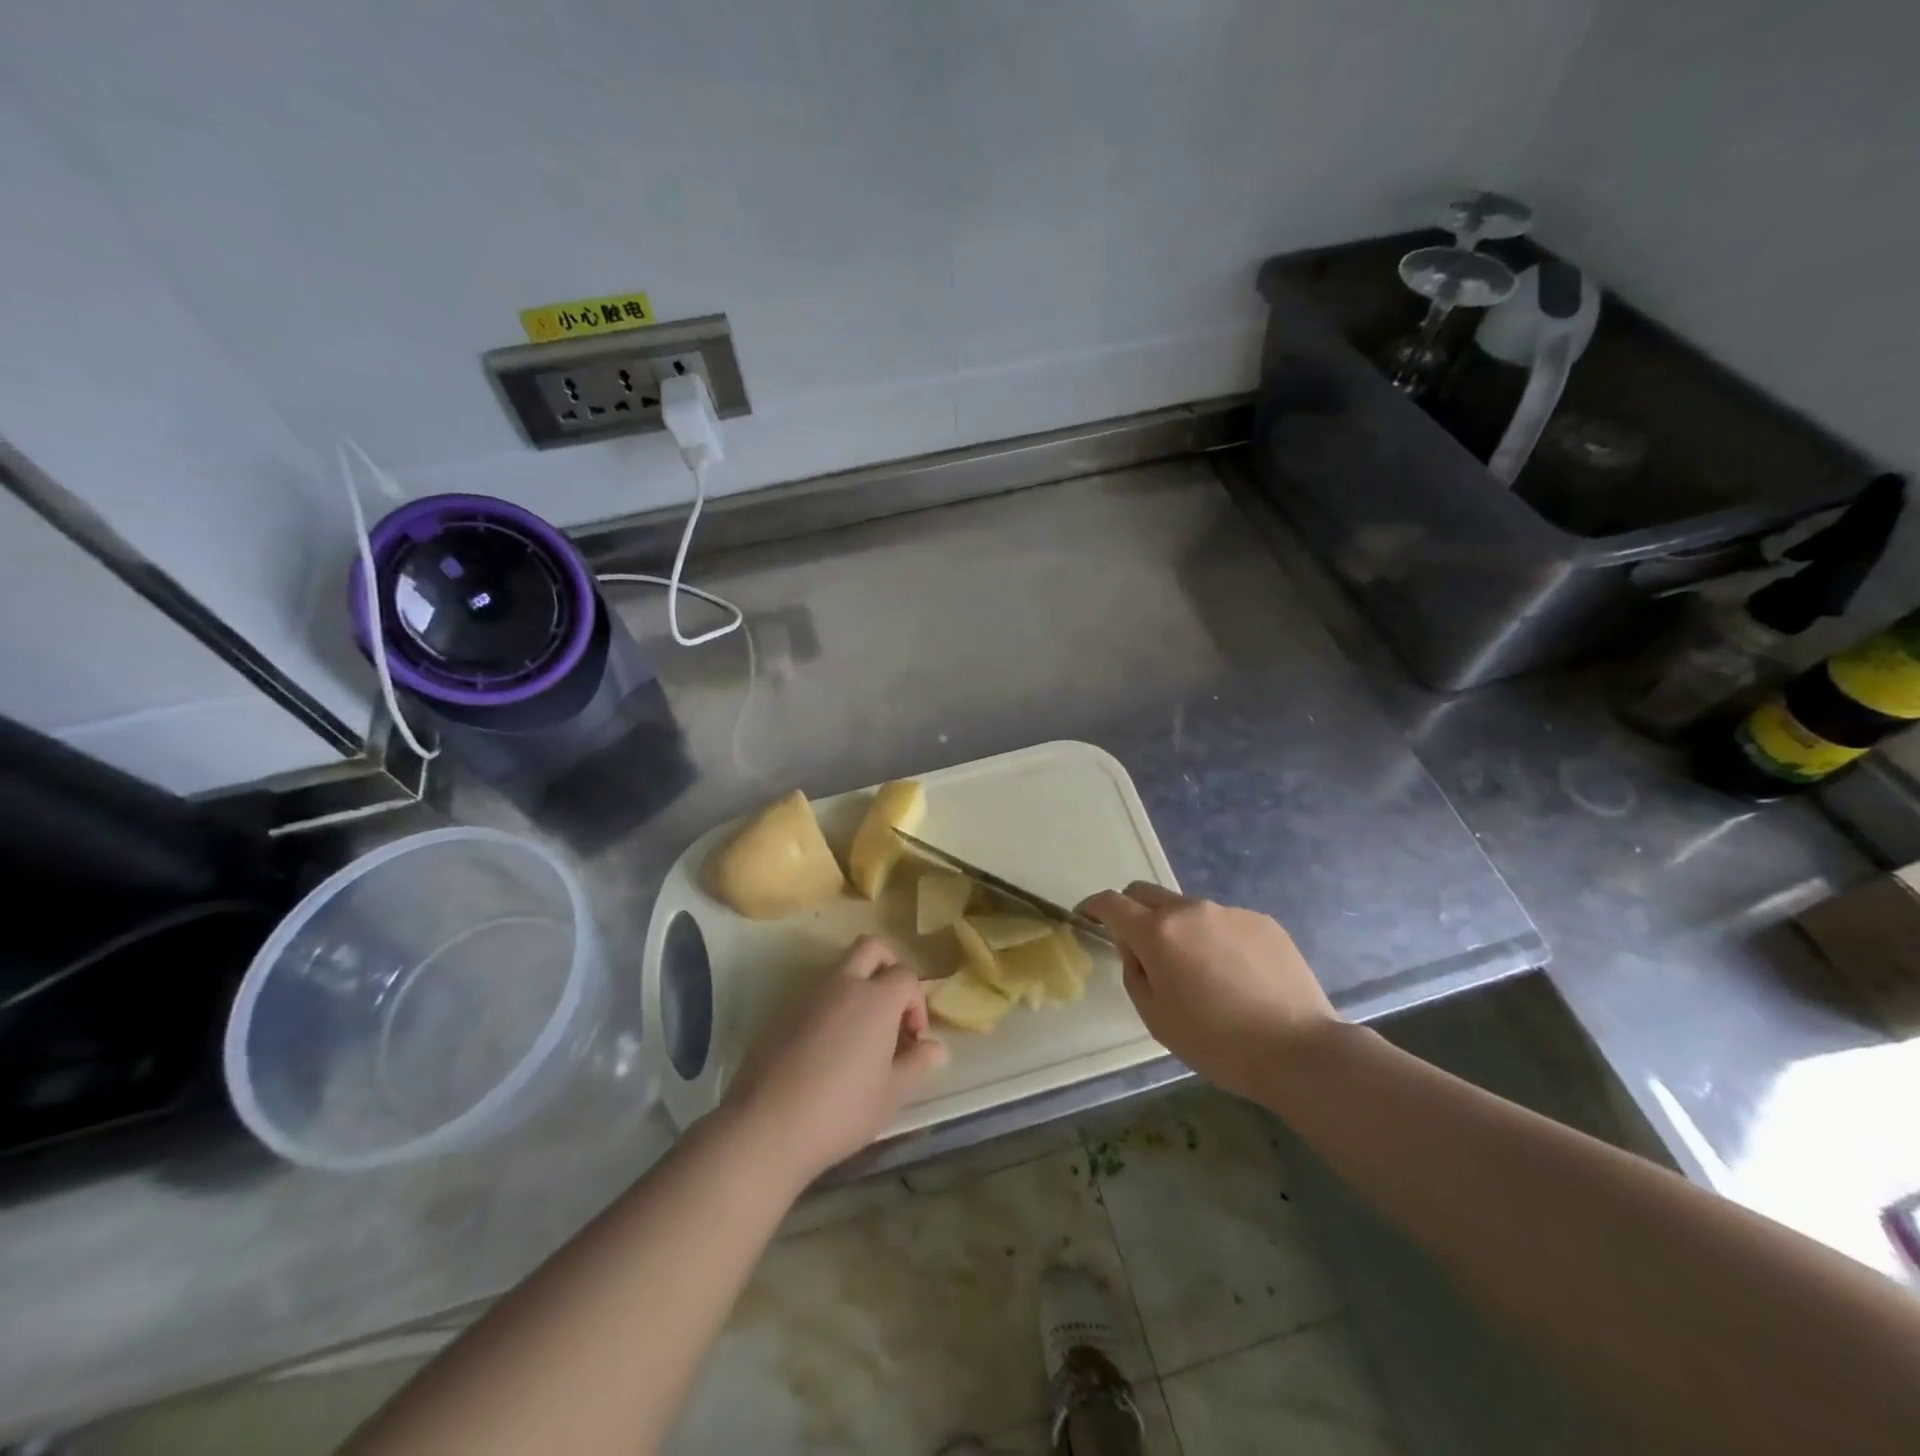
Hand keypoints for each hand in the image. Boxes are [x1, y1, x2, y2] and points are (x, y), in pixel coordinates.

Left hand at [720, 936, 946, 1184]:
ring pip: (840, 970)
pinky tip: (825, 1052)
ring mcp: (807, 995)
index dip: (916, 1003)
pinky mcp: (780, 1012)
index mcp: (876, 998)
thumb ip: (918, 1064)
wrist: (767, 1126)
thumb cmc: (842, 1109)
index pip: (907, 975)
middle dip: (888, 967)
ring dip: (857, 988)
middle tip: (890, 1009)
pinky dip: (829, 1008)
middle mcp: (843, 984)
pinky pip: (814, 995)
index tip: (912, 1041)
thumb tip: (935, 1048)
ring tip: (858, 1038)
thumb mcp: (892, 1094)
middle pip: (872, 948)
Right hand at [1079, 884, 1336, 1100]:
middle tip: (1140, 947)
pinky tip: (1235, 976)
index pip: (1112, 903)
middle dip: (1132, 911)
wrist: (1298, 1050)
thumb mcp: (1156, 1018)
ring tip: (1199, 972)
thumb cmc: (1217, 1042)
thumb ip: (1135, 974)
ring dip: (1177, 928)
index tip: (1086, 916)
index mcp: (1157, 933)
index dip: (1092, 906)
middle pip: (1146, 892)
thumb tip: (1138, 951)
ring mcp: (1229, 912)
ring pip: (1187, 909)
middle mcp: (1190, 910)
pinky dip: (1215, 939)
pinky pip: (1224, 922)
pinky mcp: (1262, 921)